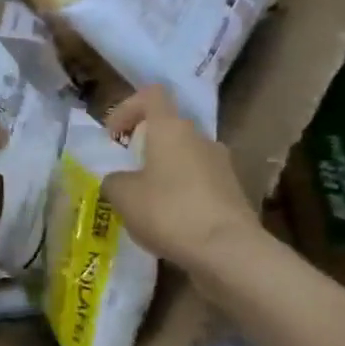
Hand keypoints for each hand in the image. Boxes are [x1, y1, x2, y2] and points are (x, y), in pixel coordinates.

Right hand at [100, 87, 261, 268]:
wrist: (227, 250)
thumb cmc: (168, 212)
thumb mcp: (123, 196)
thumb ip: (114, 180)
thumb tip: (119, 180)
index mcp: (172, 128)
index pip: (152, 95)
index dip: (128, 108)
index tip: (112, 135)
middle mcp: (200, 138)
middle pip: (169, 129)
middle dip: (145, 148)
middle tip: (126, 175)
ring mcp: (221, 165)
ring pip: (184, 158)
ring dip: (163, 173)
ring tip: (146, 204)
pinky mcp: (232, 192)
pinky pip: (199, 184)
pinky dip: (181, 195)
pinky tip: (170, 224)